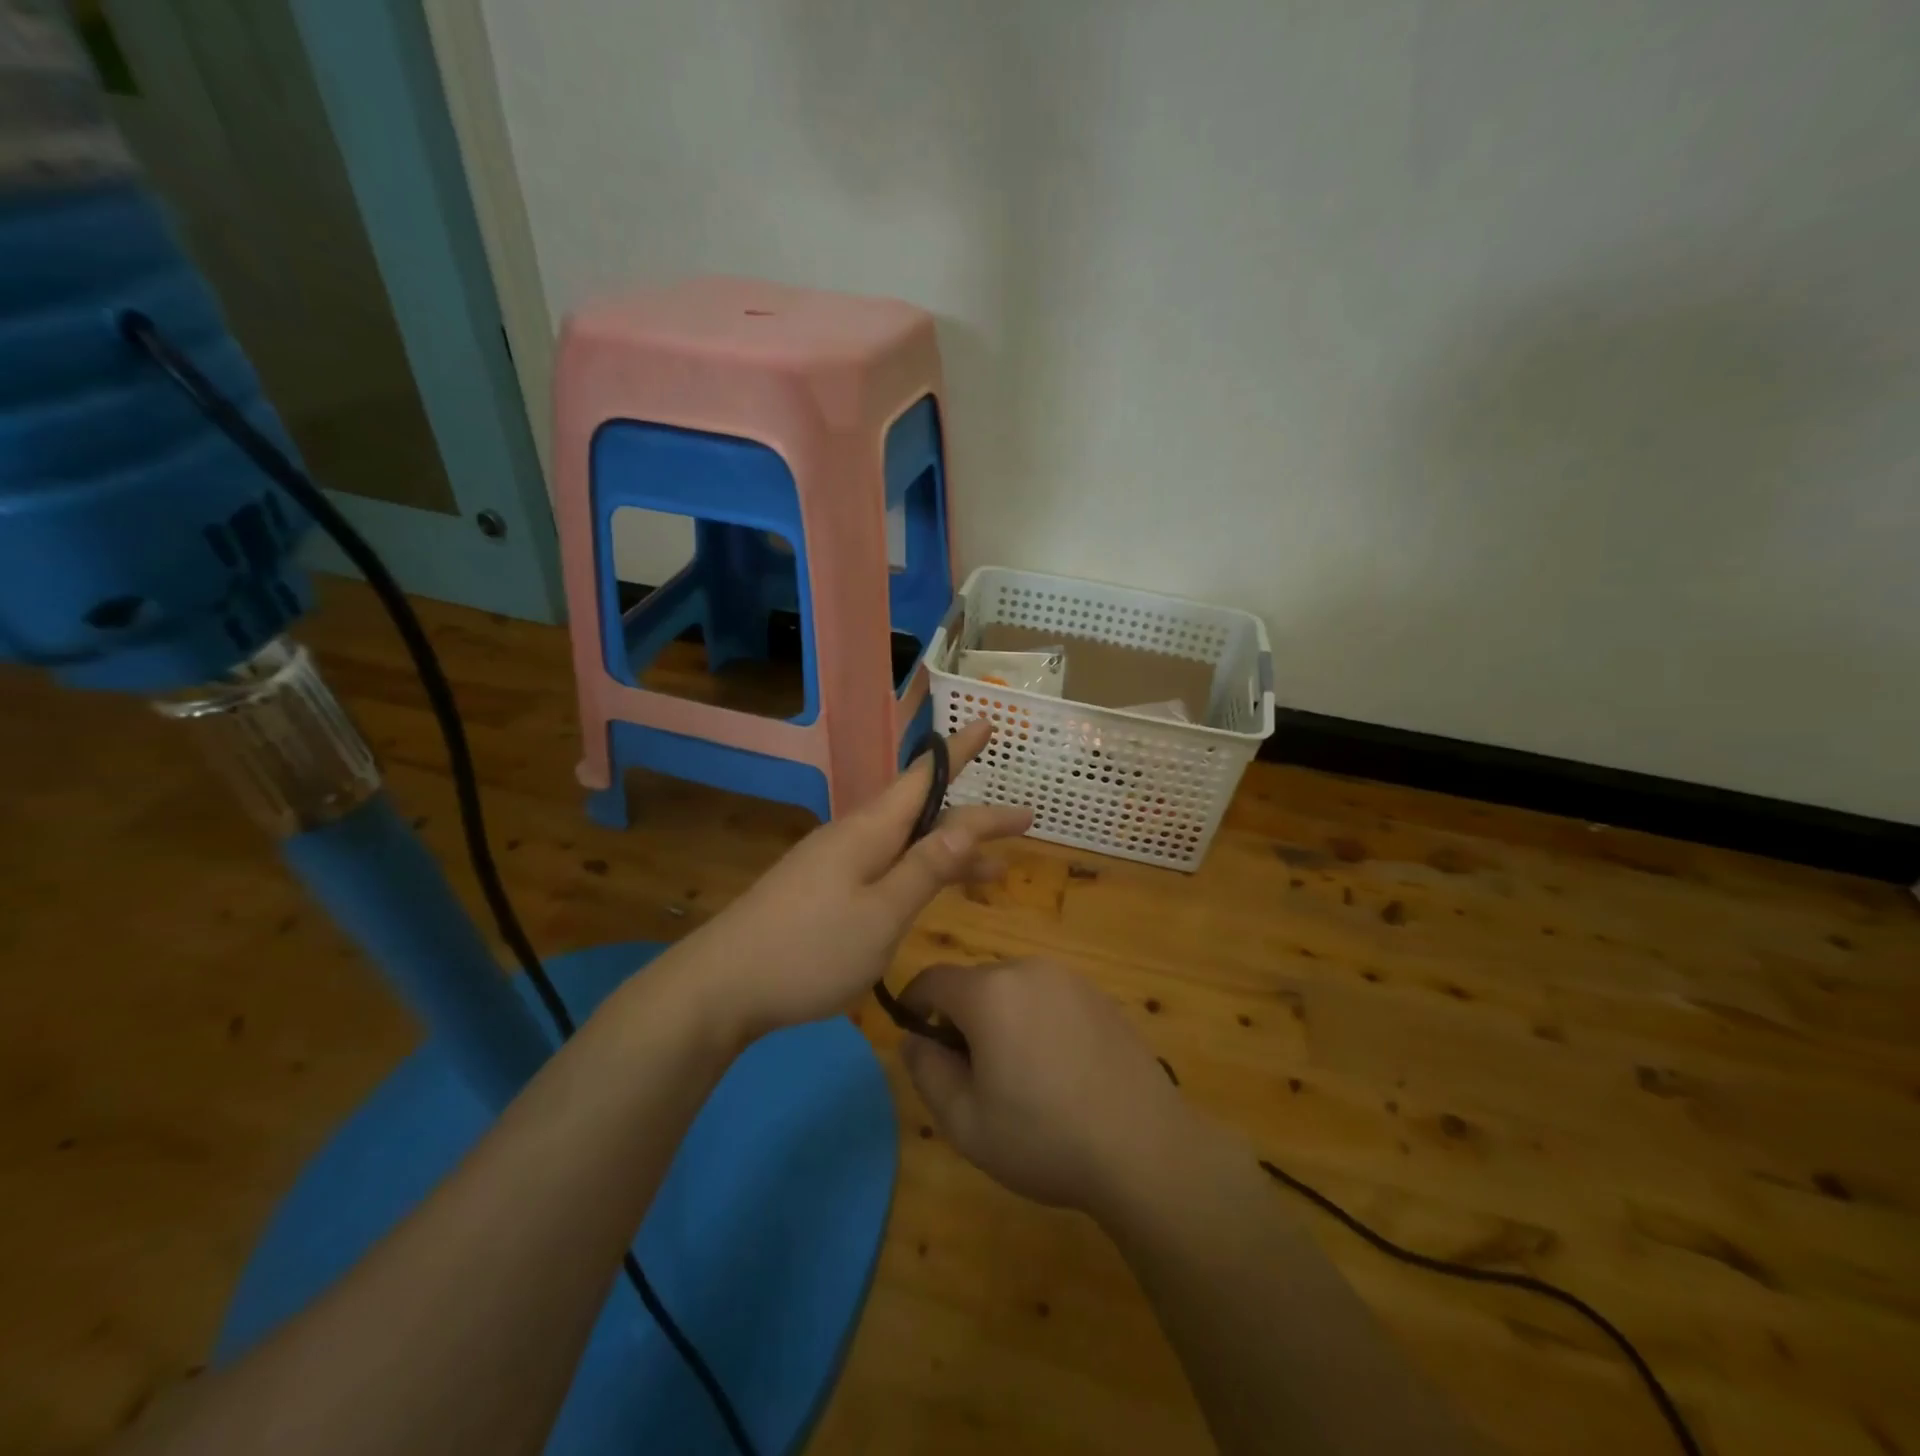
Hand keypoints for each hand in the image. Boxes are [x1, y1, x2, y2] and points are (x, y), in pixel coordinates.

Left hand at [687, 720, 1031, 1042]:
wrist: (722, 986)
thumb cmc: (809, 951)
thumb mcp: (881, 915)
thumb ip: (925, 869)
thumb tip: (966, 823)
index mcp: (870, 831)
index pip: (925, 778)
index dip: (960, 751)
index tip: (989, 722)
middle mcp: (854, 836)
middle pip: (924, 815)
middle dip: (975, 819)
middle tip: (1024, 821)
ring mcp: (836, 863)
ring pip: (907, 846)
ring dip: (951, 855)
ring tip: (997, 872)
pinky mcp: (823, 890)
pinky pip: (886, 869)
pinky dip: (920, 876)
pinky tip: (931, 893)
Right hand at [898, 957, 1208, 1220]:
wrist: (1145, 1148)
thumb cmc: (1045, 1138)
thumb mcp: (966, 1122)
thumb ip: (927, 1072)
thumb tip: (913, 1039)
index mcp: (990, 992)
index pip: (933, 979)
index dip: (914, 1004)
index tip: (914, 1035)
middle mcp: (1028, 970)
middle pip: (975, 982)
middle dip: (960, 1017)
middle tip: (970, 1072)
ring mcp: (1070, 979)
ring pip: (1013, 989)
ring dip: (1000, 1017)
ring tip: (1017, 1074)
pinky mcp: (1099, 995)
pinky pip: (1049, 997)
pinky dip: (1036, 1019)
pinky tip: (1057, 1069)